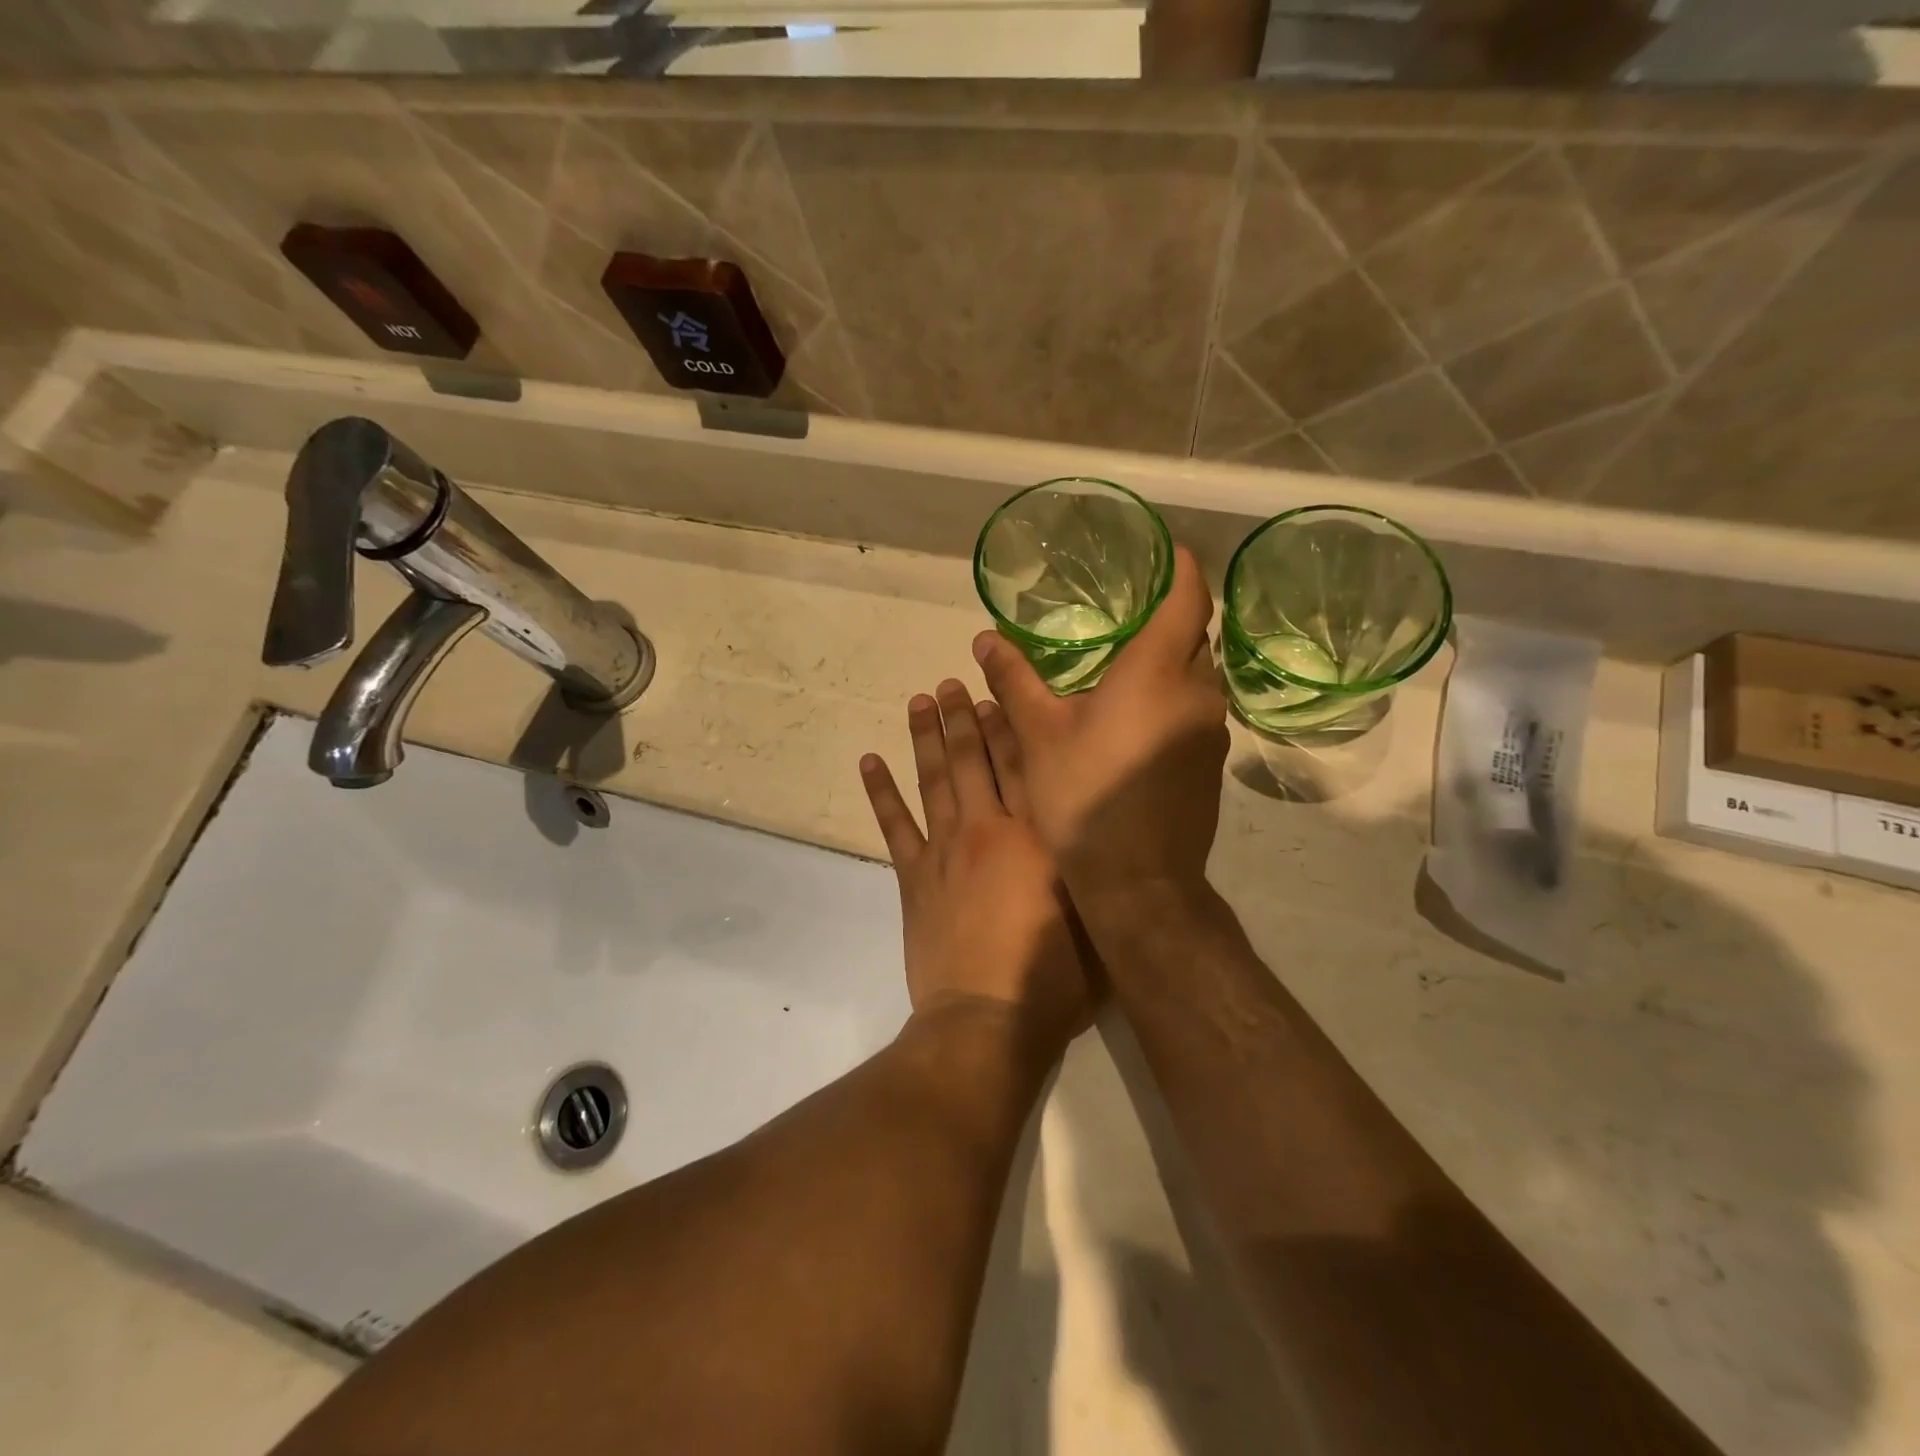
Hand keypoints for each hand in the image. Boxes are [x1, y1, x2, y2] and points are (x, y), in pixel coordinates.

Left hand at [860, 678, 1092, 1051]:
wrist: (987, 1019)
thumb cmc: (1055, 976)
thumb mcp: (1094, 913)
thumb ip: (1089, 863)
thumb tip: (1090, 824)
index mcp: (1036, 834)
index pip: (1021, 763)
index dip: (1008, 724)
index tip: (996, 692)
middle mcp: (988, 828)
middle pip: (973, 760)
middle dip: (962, 717)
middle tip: (949, 683)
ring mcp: (944, 851)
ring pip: (933, 780)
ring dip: (924, 738)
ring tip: (917, 702)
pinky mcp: (914, 879)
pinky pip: (893, 826)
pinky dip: (881, 792)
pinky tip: (870, 762)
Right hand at [971, 546, 1228, 901]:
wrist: (1139, 882)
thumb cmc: (1084, 797)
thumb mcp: (1038, 734)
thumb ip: (1015, 680)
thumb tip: (985, 638)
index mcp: (1158, 671)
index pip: (1187, 596)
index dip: (1179, 566)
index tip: (1161, 550)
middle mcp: (1198, 692)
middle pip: (1193, 635)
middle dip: (1165, 617)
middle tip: (1122, 612)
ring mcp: (1211, 731)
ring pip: (1194, 676)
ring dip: (1165, 664)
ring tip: (1119, 667)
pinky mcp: (1211, 763)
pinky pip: (1194, 710)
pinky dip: (1168, 699)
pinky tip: (1130, 721)